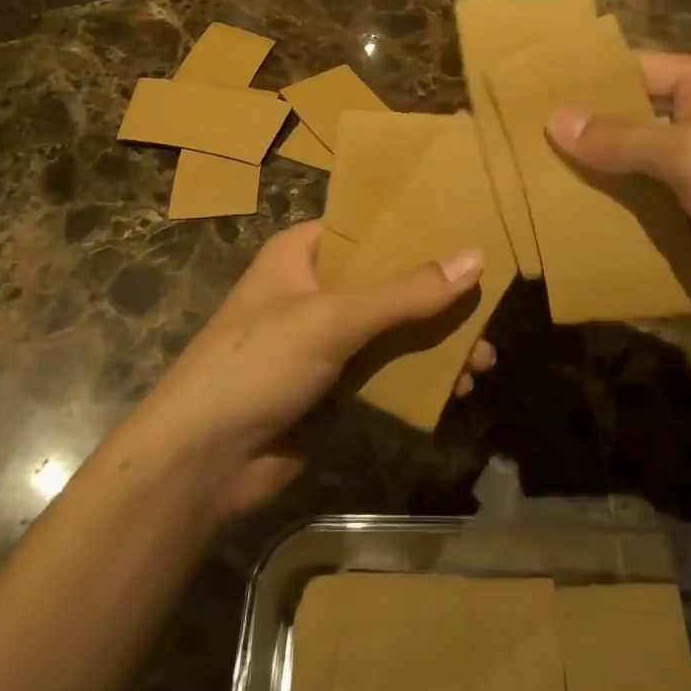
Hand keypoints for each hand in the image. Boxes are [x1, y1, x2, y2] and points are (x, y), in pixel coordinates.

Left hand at [138, 221, 492, 516]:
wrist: (201, 464)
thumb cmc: (258, 365)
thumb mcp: (333, 319)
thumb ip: (405, 292)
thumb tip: (476, 258)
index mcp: (302, 253)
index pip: (367, 226)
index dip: (415, 226)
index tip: (469, 228)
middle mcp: (314, 288)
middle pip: (388, 280)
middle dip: (438, 296)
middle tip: (489, 307)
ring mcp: (323, 340)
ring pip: (392, 328)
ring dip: (435, 342)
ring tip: (484, 360)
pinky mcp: (332, 386)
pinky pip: (385, 370)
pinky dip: (419, 377)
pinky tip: (456, 389)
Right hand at [547, 52, 690, 325]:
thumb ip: (624, 139)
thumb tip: (554, 119)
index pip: (631, 68)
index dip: (580, 80)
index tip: (522, 94)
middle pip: (626, 119)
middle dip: (578, 133)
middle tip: (513, 145)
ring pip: (632, 167)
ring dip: (591, 177)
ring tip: (526, 184)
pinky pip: (646, 207)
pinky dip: (614, 213)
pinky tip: (567, 222)